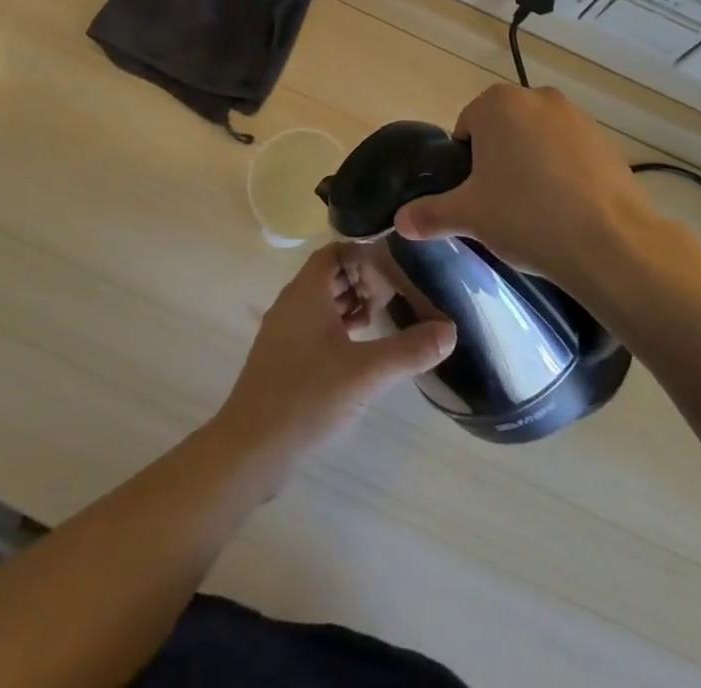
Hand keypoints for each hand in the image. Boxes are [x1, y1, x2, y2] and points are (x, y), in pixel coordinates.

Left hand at [212, 244, 456, 471]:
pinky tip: (359, 352)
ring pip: (320, 303)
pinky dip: (336, 329)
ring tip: (382, 320)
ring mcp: (283, 332)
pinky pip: (312, 327)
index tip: (395, 267)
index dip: (364, 253)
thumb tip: (450, 331)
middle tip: (395, 295)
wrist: (250, 449)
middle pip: (329, 276)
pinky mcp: (281, 359)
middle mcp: (291, 303)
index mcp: (306, 292)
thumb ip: (409, 350)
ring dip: (350, 305)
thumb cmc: (307, 396)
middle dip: (361, 280)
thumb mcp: (366, 373)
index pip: (335, 252)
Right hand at [394, 84, 661, 293]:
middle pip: (502, 130)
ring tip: (536, 211)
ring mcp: (576, 116)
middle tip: (501, 206)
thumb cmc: (527, 217)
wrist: (611, 244)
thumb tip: (399, 221)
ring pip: (537, 140)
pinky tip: (567, 210)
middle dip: (498, 161)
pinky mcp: (606, 141)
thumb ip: (429, 214)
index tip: (476, 197)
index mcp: (497, 104)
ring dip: (531, 165)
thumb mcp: (469, 217)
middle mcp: (537, 97)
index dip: (466, 165)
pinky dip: (563, 173)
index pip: (466, 128)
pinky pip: (569, 153)